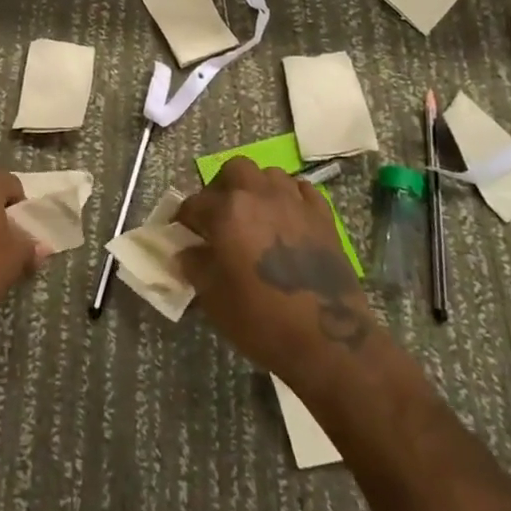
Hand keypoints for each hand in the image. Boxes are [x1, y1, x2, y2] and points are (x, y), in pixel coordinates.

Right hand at [177, 157, 379, 393]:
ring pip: (269, 174)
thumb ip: (194, 265)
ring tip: (254, 214)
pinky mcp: (323, 215)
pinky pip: (301, 190)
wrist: (327, 340)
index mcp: (227, 212)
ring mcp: (294, 202)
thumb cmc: (261, 319)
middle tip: (220, 215)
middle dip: (222, 188)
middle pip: (234, 170)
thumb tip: (186, 251)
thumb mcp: (213, 297)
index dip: (184, 219)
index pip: (194, 204)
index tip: (183, 233)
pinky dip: (290, 197)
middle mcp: (259, 195)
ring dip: (256, 188)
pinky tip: (287, 218)